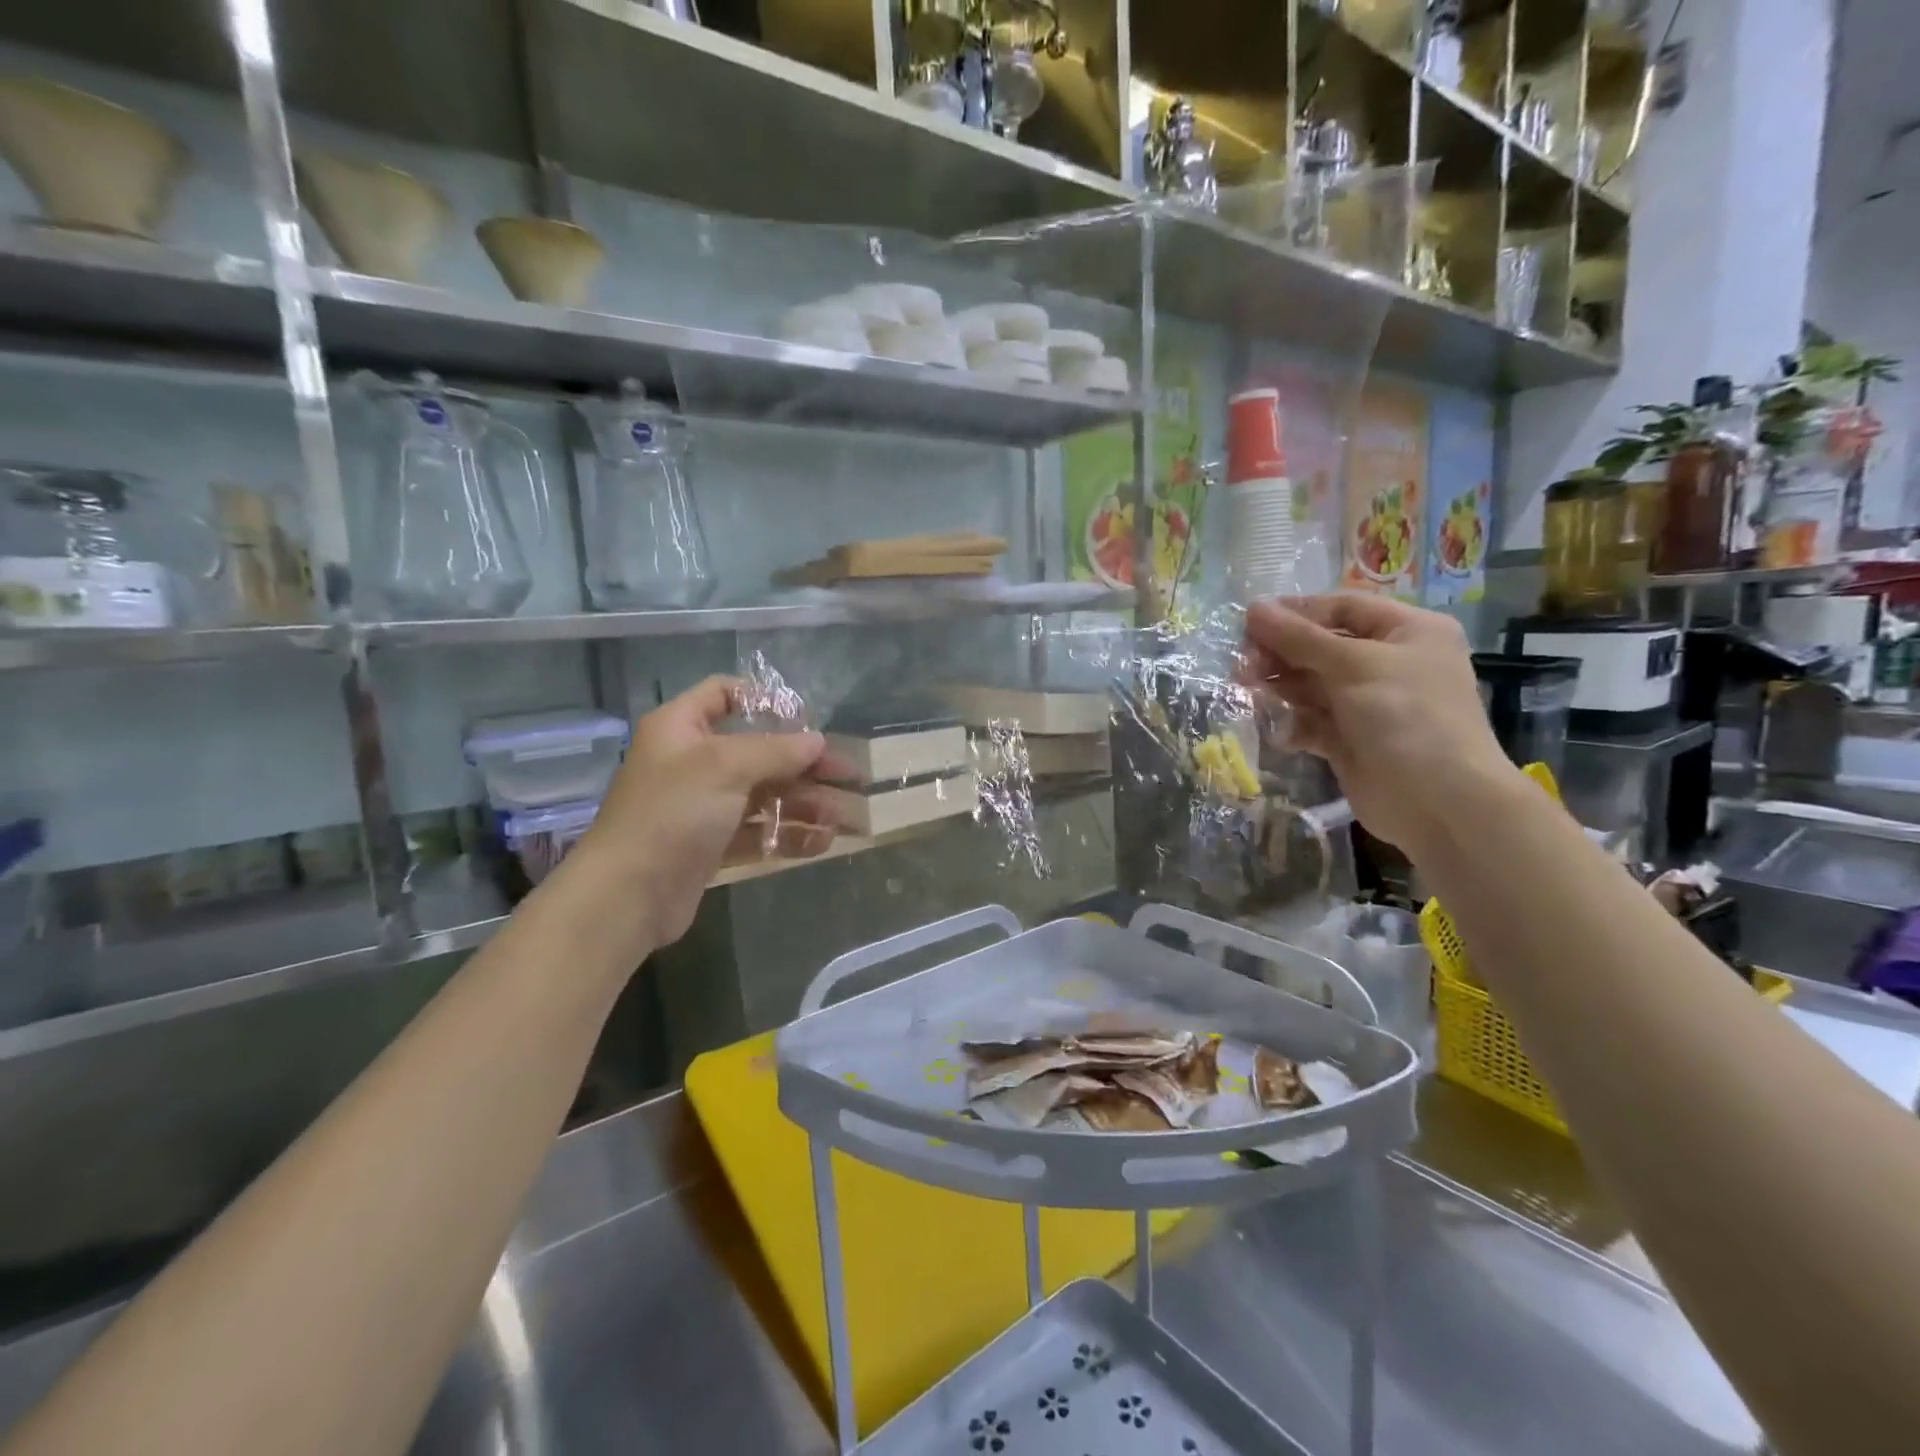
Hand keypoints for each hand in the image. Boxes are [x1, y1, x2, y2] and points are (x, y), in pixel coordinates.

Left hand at [565, 677, 835, 954]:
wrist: (628, 894)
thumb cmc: (673, 813)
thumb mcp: (726, 766)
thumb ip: (777, 750)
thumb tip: (817, 740)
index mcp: (683, 728)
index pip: (725, 694)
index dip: (766, 700)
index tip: (806, 719)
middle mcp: (692, 762)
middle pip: (758, 751)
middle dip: (804, 764)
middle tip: (848, 776)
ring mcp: (702, 807)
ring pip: (763, 795)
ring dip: (804, 803)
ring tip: (841, 817)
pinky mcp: (712, 846)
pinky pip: (758, 832)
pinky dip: (788, 835)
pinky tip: (821, 842)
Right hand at [1243, 594, 1517, 855]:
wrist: (1439, 803)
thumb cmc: (1406, 716)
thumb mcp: (1353, 665)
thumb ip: (1299, 638)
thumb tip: (1253, 607)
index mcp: (1407, 631)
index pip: (1342, 608)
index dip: (1296, 612)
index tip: (1249, 622)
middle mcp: (1389, 663)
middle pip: (1321, 647)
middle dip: (1281, 654)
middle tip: (1242, 665)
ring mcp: (1369, 704)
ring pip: (1311, 685)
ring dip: (1281, 688)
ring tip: (1250, 693)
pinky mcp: (1351, 740)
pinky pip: (1313, 721)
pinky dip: (1294, 724)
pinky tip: (1282, 733)